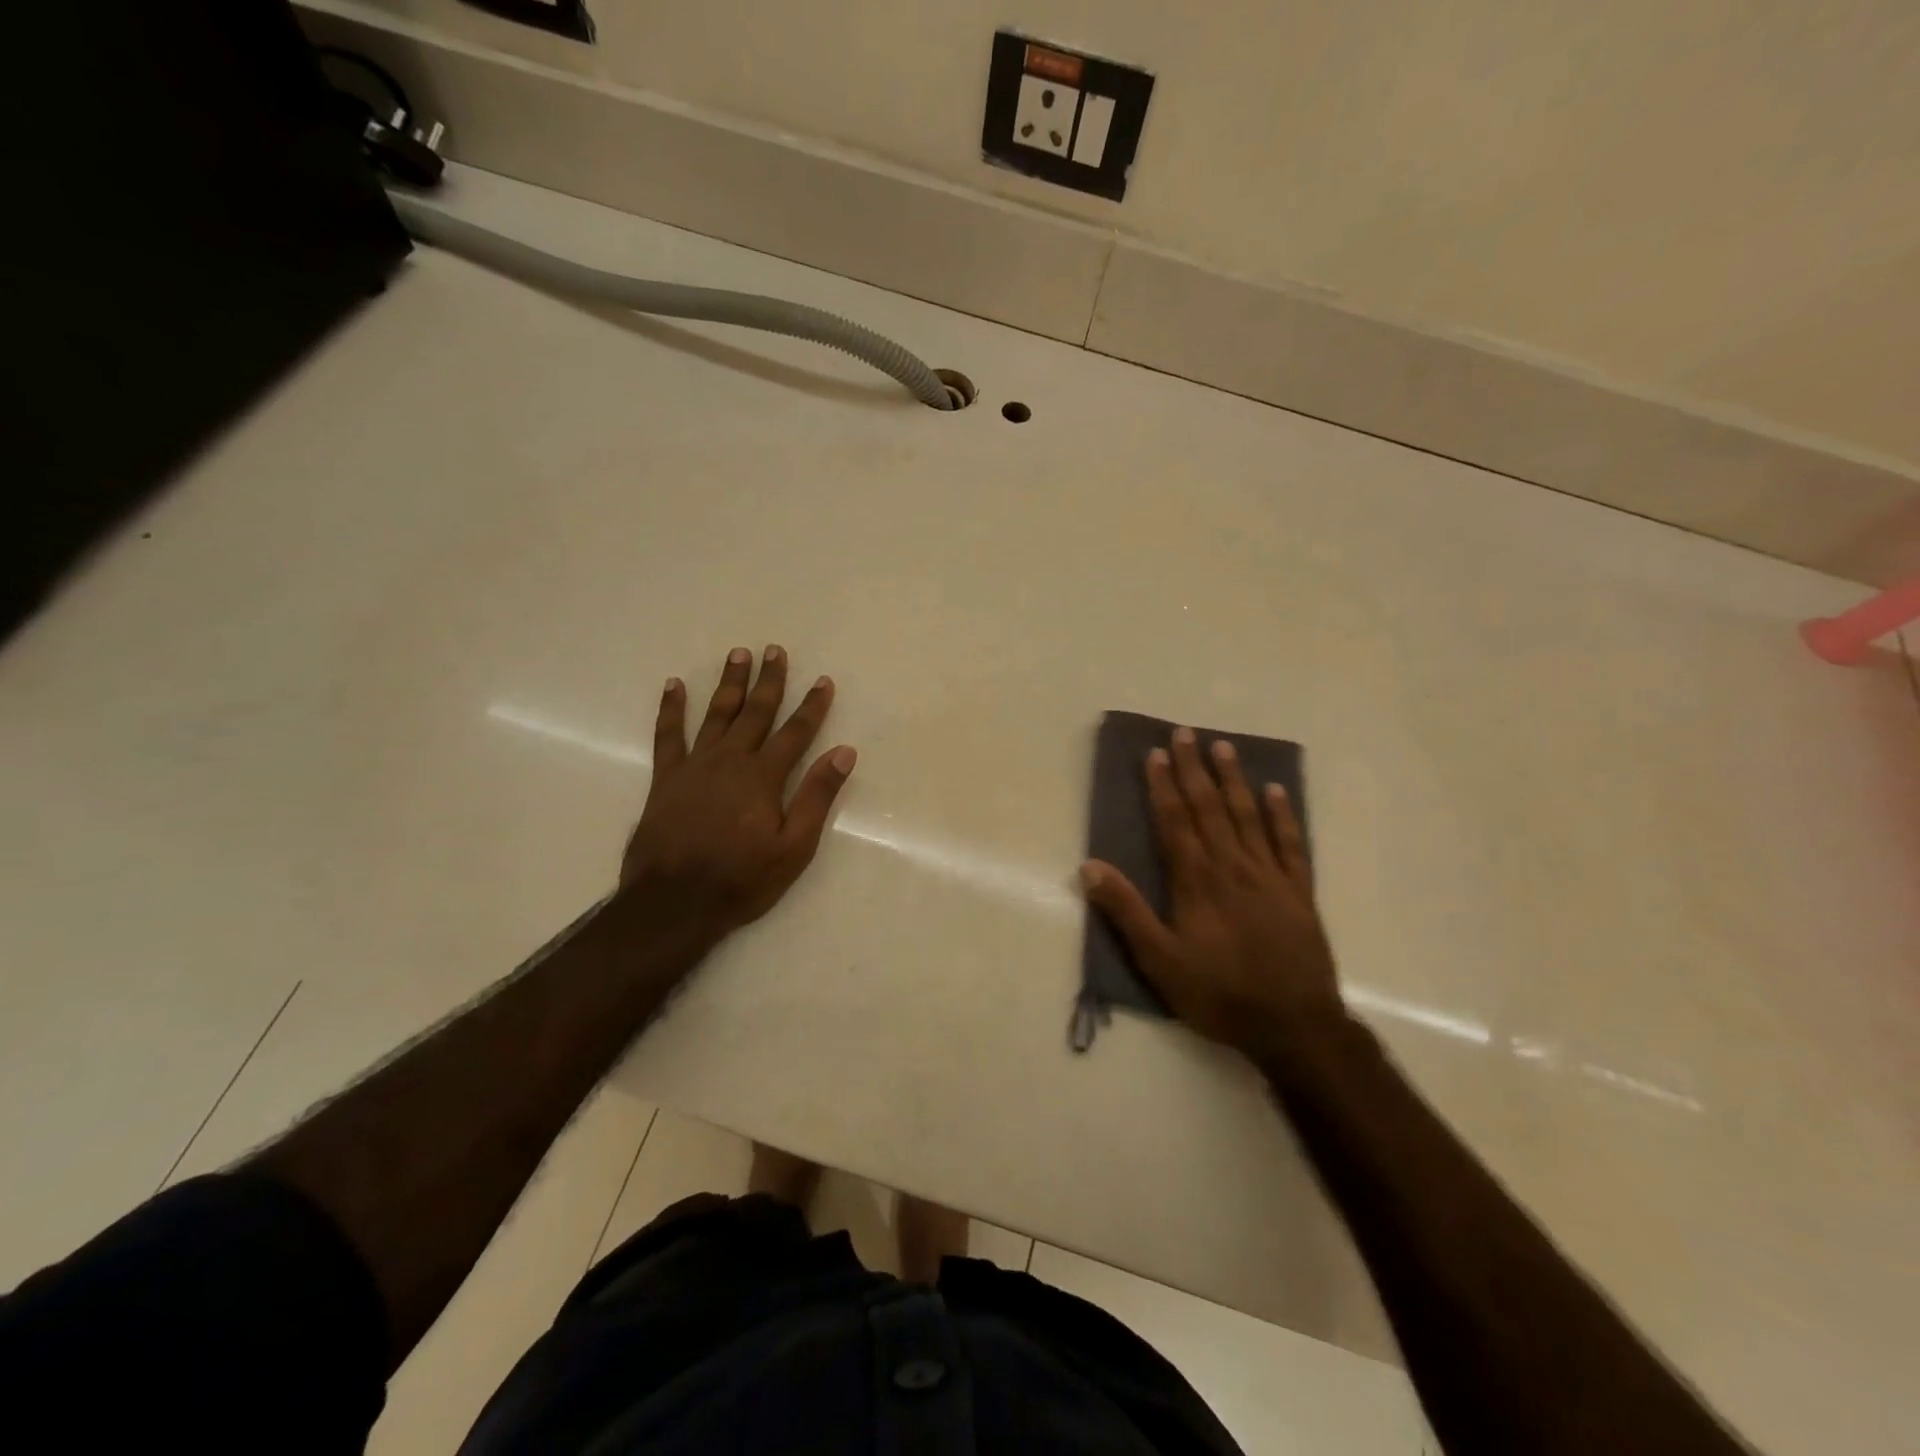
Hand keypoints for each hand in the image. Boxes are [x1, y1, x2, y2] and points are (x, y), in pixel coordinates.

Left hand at [620, 645, 855, 946]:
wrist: (673, 902)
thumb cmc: (742, 879)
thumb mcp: (794, 847)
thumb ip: (817, 796)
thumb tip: (844, 752)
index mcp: (764, 777)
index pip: (795, 732)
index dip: (812, 706)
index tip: (823, 681)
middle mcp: (731, 760)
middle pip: (756, 712)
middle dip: (769, 680)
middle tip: (775, 650)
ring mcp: (695, 766)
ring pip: (716, 714)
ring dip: (729, 683)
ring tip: (738, 654)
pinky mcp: (666, 778)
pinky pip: (668, 735)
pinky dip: (671, 709)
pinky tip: (674, 686)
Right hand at [1080, 727, 1341, 1058]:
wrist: (1294, 1026)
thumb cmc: (1219, 994)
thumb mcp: (1159, 961)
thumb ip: (1126, 912)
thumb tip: (1090, 867)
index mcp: (1197, 881)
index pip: (1175, 821)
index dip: (1163, 785)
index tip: (1156, 753)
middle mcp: (1233, 867)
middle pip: (1210, 808)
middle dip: (1195, 769)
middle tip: (1186, 733)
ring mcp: (1270, 876)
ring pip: (1248, 816)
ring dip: (1234, 780)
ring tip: (1224, 747)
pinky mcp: (1299, 892)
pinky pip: (1291, 844)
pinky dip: (1283, 815)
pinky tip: (1276, 791)